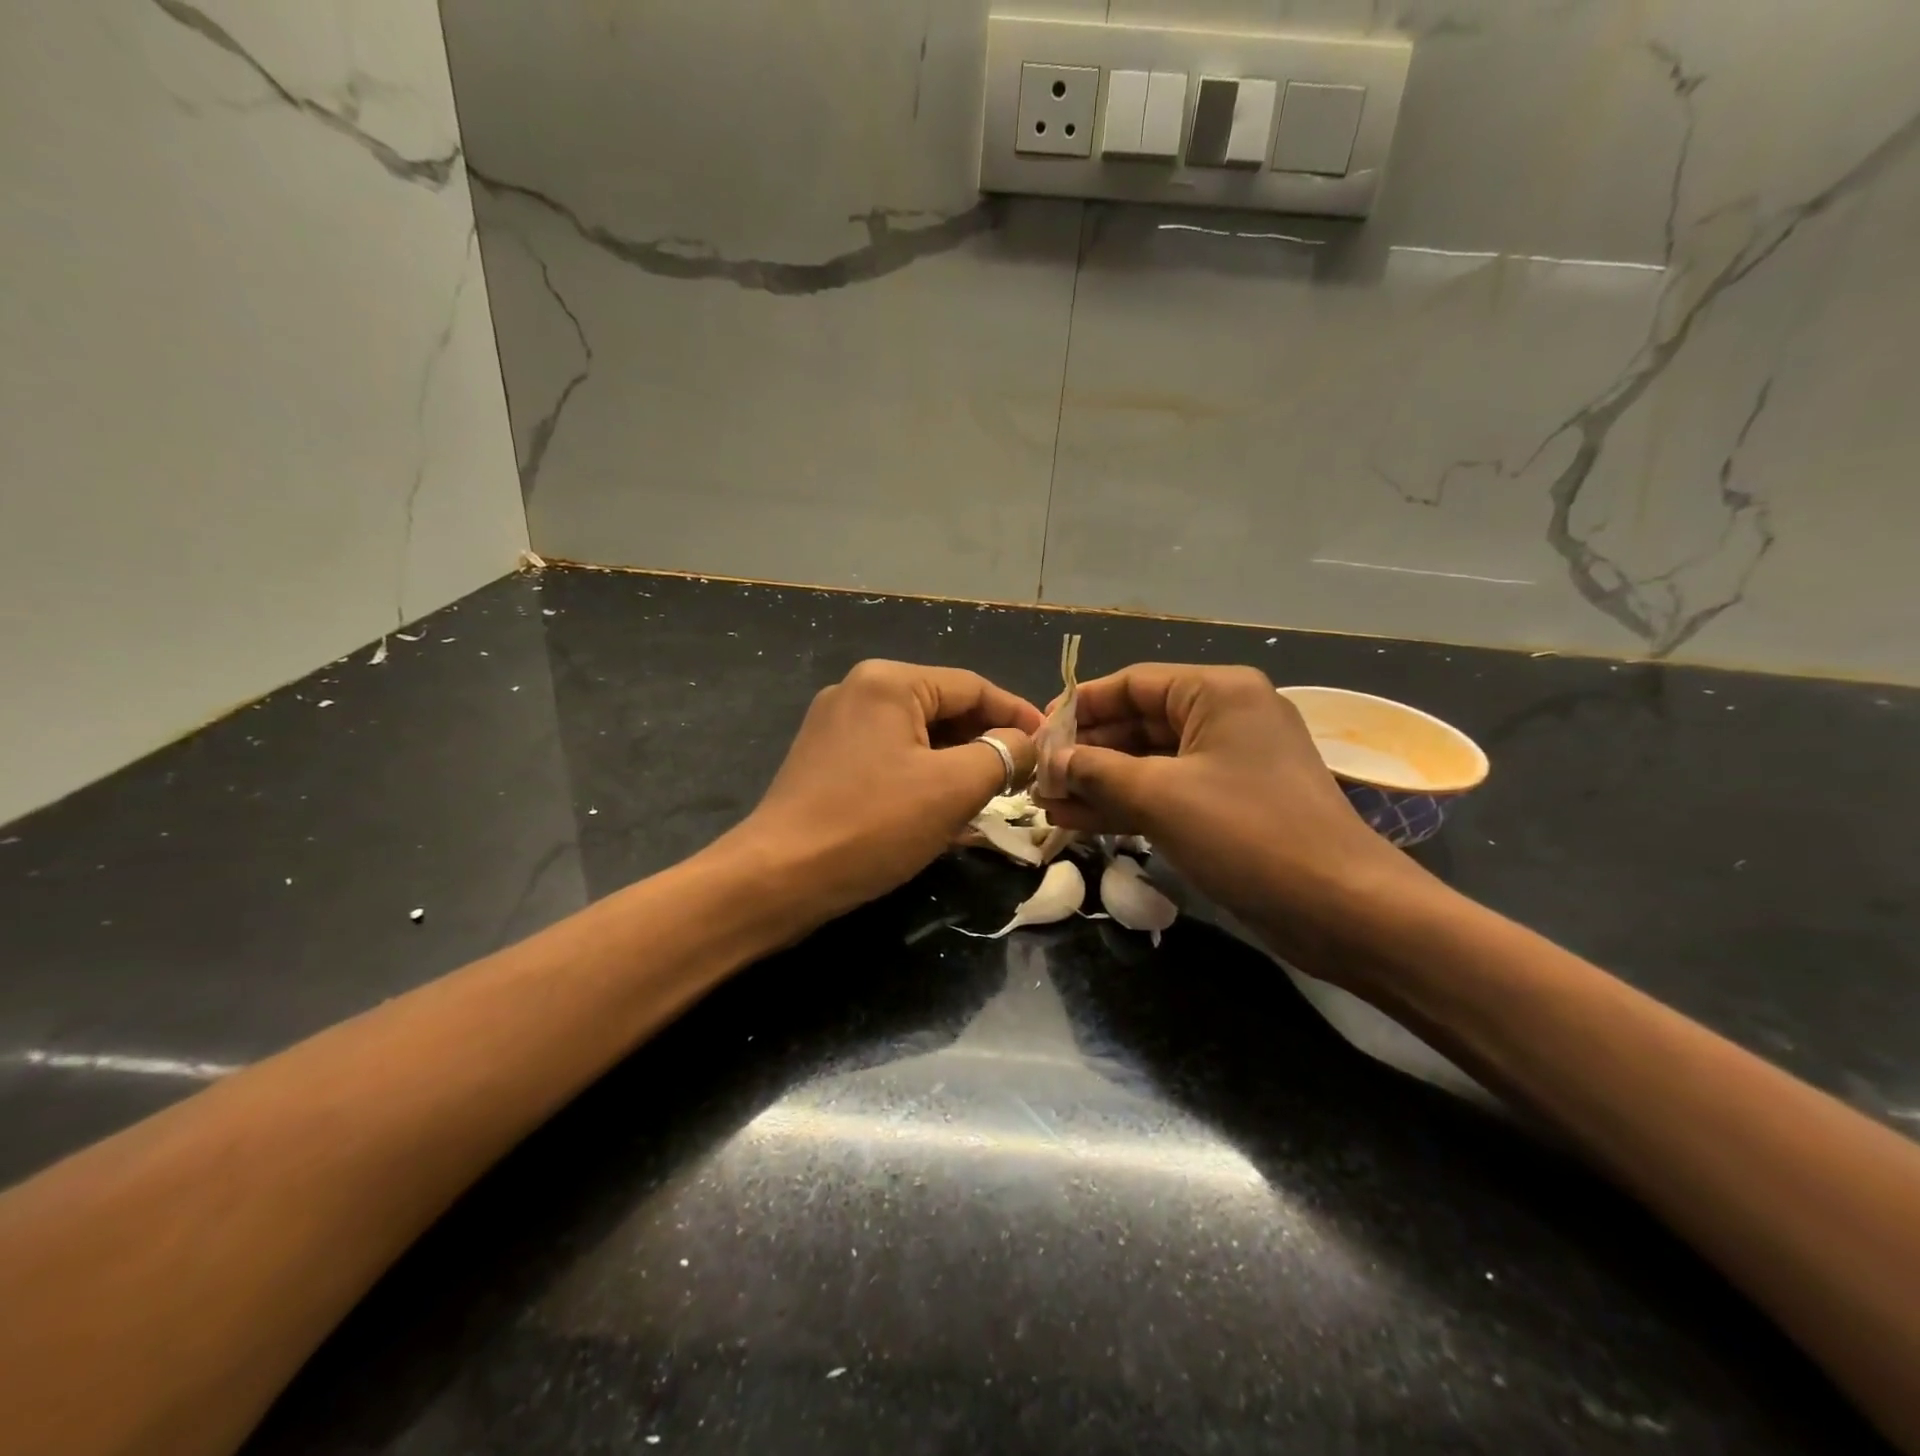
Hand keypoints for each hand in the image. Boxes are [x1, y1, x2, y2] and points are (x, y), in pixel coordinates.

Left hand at [727, 660, 1040, 926]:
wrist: (778, 878)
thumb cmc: (873, 824)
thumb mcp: (953, 787)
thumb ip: (1002, 755)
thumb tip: (1024, 743)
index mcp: (889, 682)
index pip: (973, 687)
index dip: (1018, 716)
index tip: (1052, 745)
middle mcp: (860, 691)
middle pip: (945, 709)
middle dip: (987, 743)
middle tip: (1025, 778)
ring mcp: (837, 726)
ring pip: (919, 738)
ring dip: (958, 765)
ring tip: (994, 799)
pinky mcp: (826, 761)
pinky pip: (892, 759)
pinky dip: (925, 779)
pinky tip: (947, 811)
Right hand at [1035, 664, 1424, 954]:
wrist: (1341, 908)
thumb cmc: (1248, 832)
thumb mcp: (1161, 795)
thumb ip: (1096, 771)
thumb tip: (1050, 762)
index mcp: (1217, 691)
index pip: (1132, 683)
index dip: (1079, 707)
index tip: (1037, 734)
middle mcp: (1224, 717)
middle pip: (1137, 722)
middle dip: (1085, 752)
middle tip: (1036, 778)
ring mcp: (1228, 764)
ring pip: (1148, 763)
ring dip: (1098, 783)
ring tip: (1046, 804)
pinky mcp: (1228, 805)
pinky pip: (1166, 793)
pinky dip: (1125, 805)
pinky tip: (1077, 821)